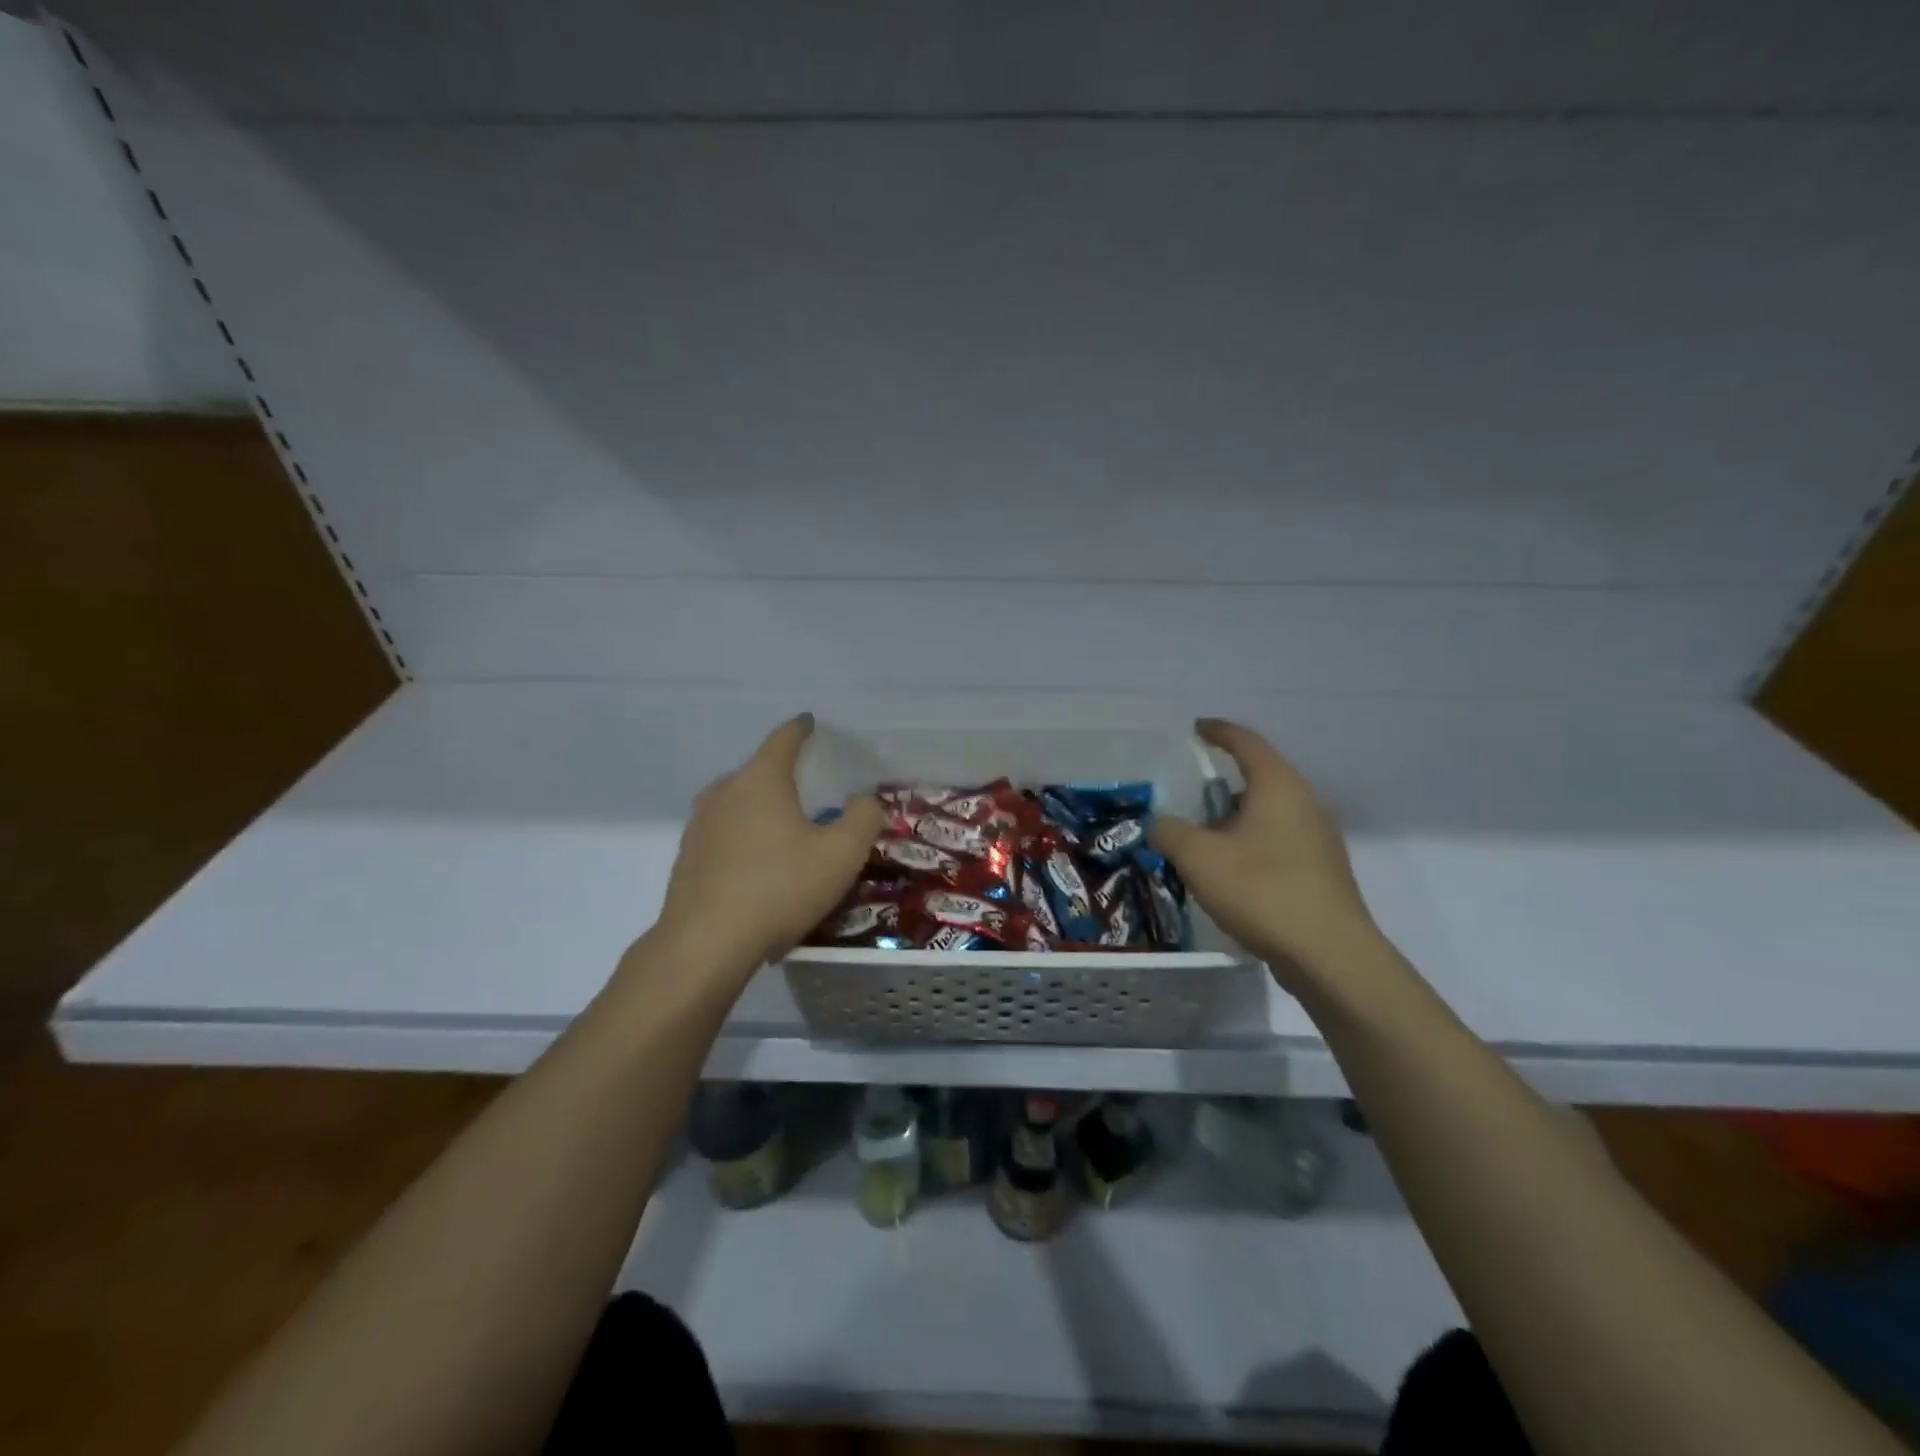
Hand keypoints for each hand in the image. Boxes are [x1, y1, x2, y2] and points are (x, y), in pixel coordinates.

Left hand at [652, 714, 887, 974]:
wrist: (706, 945)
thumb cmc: (780, 888)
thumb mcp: (841, 854)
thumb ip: (863, 818)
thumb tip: (864, 800)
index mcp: (760, 779)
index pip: (784, 739)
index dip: (802, 729)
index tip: (811, 723)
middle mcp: (724, 792)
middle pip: (759, 772)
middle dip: (785, 777)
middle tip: (812, 794)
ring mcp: (699, 825)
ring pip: (740, 805)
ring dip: (764, 812)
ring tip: (788, 834)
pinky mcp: (687, 858)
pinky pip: (725, 836)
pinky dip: (746, 841)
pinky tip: (762, 871)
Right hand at [1152, 719, 1379, 982]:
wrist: (1330, 956)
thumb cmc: (1261, 891)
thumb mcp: (1198, 857)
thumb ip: (1170, 832)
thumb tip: (1161, 824)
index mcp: (1278, 786)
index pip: (1246, 742)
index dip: (1218, 732)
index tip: (1196, 728)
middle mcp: (1305, 803)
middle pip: (1259, 779)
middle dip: (1221, 787)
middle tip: (1190, 799)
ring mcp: (1319, 839)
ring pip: (1269, 815)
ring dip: (1235, 822)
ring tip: (1204, 843)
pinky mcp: (1322, 871)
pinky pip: (1279, 843)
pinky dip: (1252, 846)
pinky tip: (1232, 875)